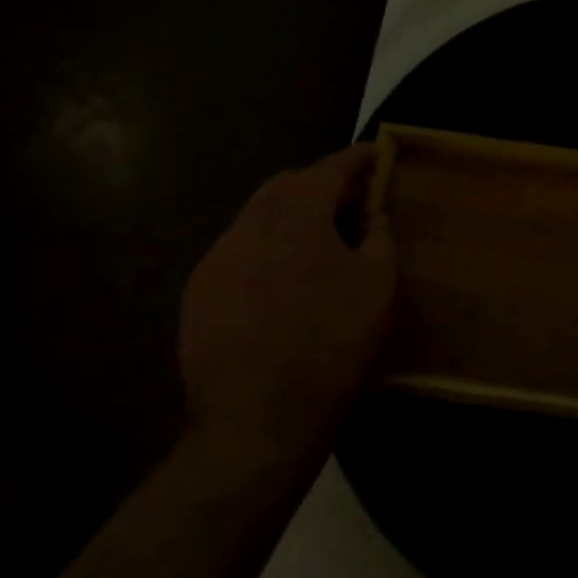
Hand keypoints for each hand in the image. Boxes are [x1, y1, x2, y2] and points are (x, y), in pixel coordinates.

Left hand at [179, 144, 396, 465]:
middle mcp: (248, 227)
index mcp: (296, 218)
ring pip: (257, 216)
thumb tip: (372, 216)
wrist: (257, 423)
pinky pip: (238, 249)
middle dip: (322, 184)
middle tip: (353, 203)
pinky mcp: (198, 293)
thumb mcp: (379, 286)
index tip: (376, 153)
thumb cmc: (332, 346)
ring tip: (318, 241)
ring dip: (291, 215)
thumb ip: (379, 236)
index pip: (328, 168)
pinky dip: (266, 246)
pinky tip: (283, 278)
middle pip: (287, 185)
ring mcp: (216, 260)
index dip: (356, 158)